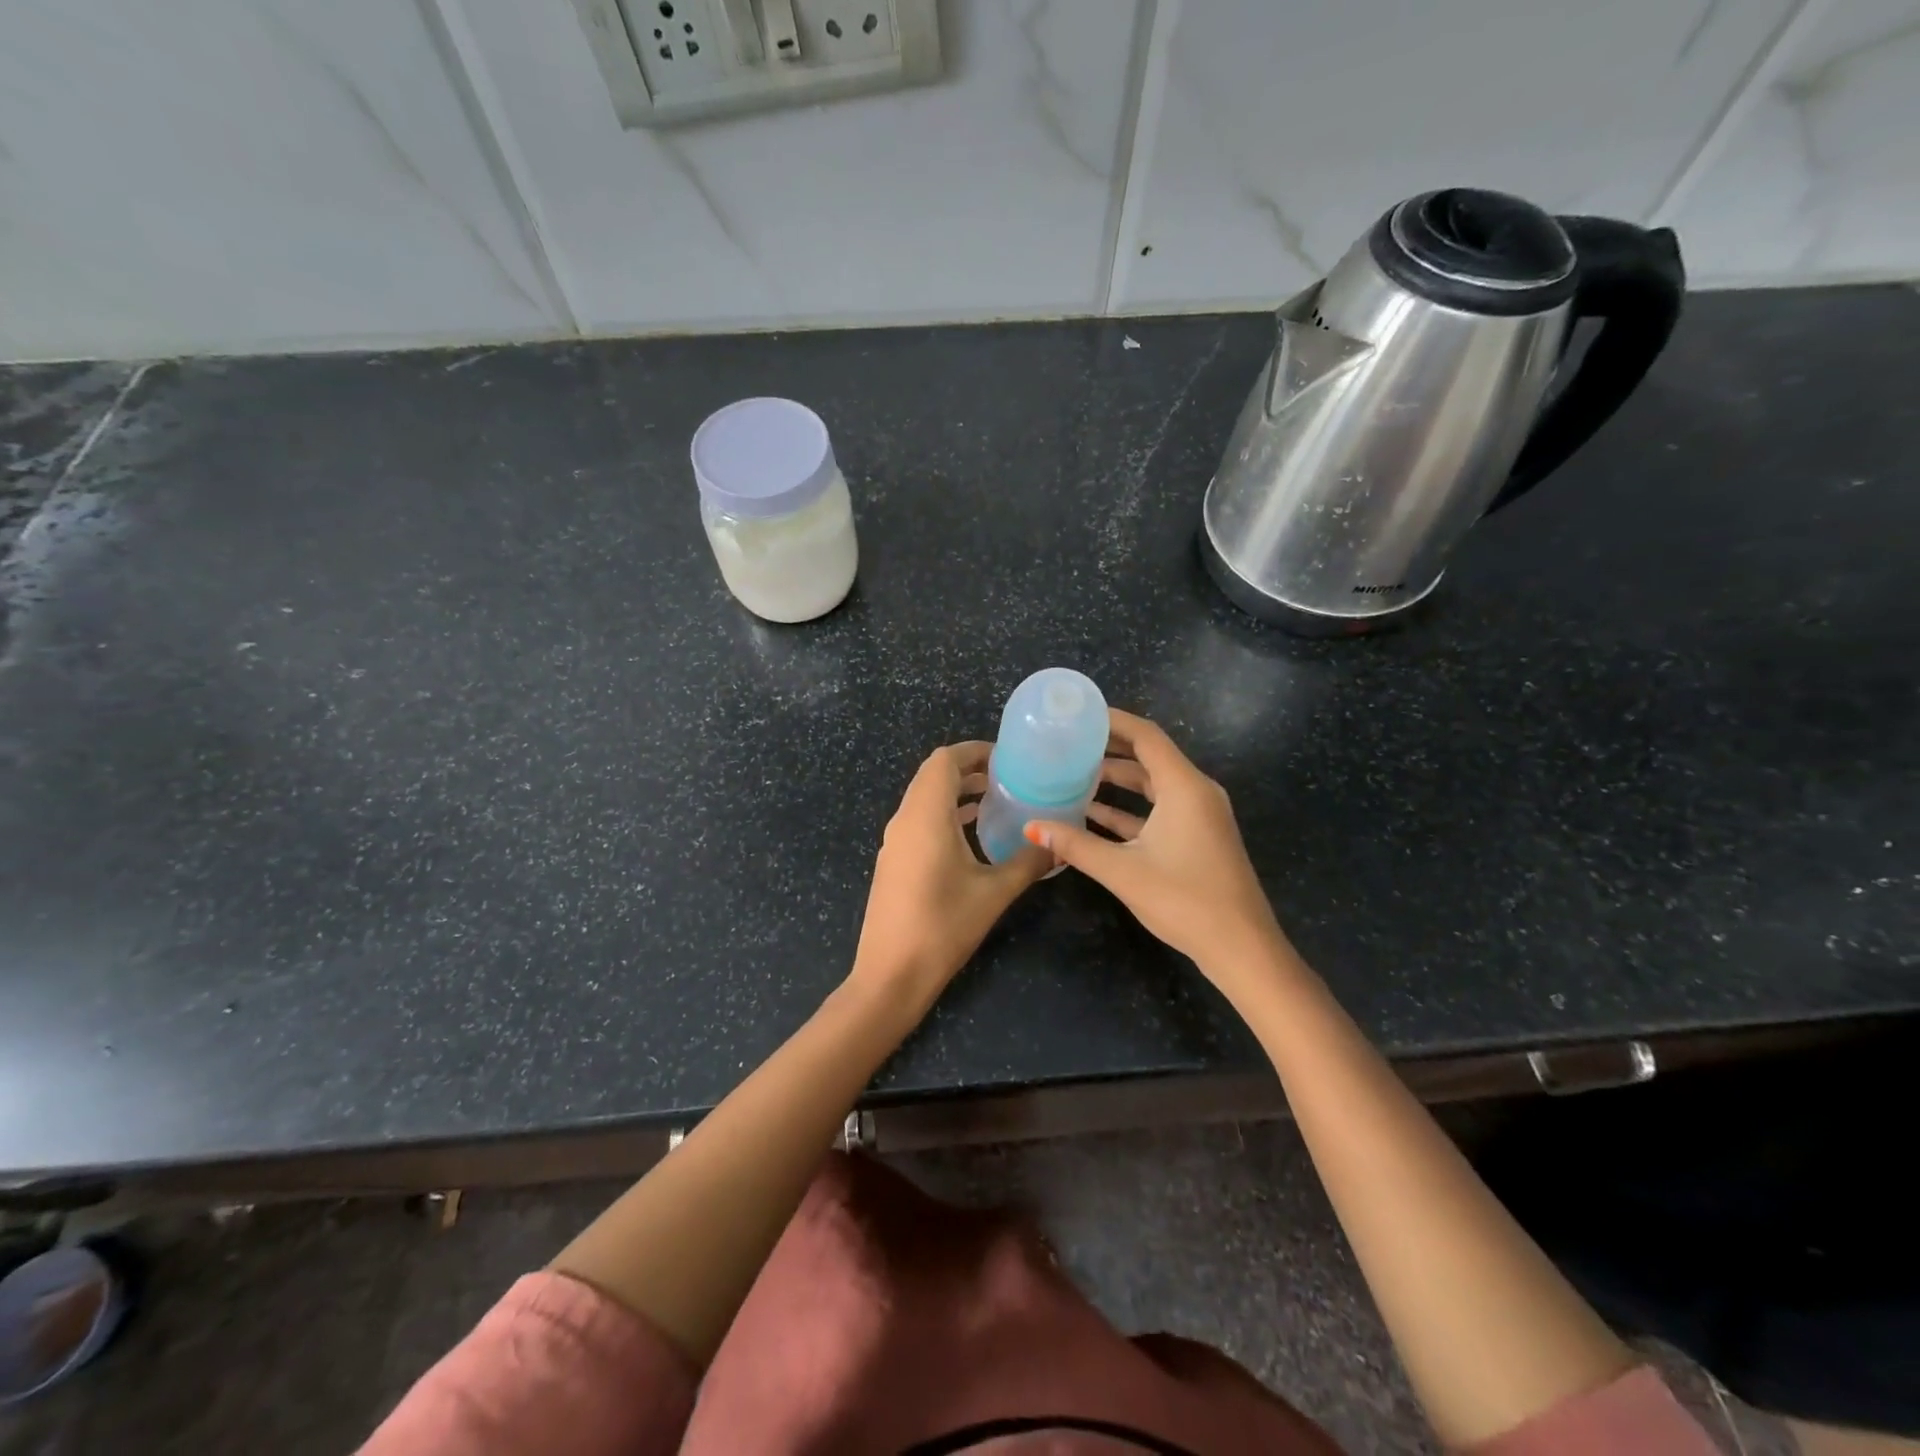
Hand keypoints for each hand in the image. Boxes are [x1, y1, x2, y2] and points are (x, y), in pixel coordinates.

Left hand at [850, 741, 1051, 1004]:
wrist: (890, 975)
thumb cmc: (943, 926)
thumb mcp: (994, 893)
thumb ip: (1029, 862)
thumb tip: (1059, 842)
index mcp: (926, 815)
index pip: (944, 760)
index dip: (974, 751)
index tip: (1007, 757)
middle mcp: (905, 819)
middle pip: (932, 775)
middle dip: (968, 769)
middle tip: (1008, 776)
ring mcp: (894, 841)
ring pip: (924, 798)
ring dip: (956, 792)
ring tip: (995, 799)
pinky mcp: (893, 861)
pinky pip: (919, 820)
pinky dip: (944, 813)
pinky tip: (971, 833)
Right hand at [1024, 710, 1285, 988]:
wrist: (1241, 947)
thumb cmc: (1184, 900)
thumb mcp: (1123, 870)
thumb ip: (1075, 845)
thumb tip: (1031, 827)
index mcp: (1184, 787)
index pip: (1146, 737)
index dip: (1113, 721)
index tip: (1079, 715)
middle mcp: (1196, 792)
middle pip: (1149, 757)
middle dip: (1110, 748)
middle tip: (1068, 743)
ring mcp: (1200, 816)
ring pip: (1153, 785)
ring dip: (1118, 780)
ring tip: (1074, 774)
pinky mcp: (1198, 837)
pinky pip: (1160, 809)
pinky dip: (1131, 808)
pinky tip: (1095, 814)